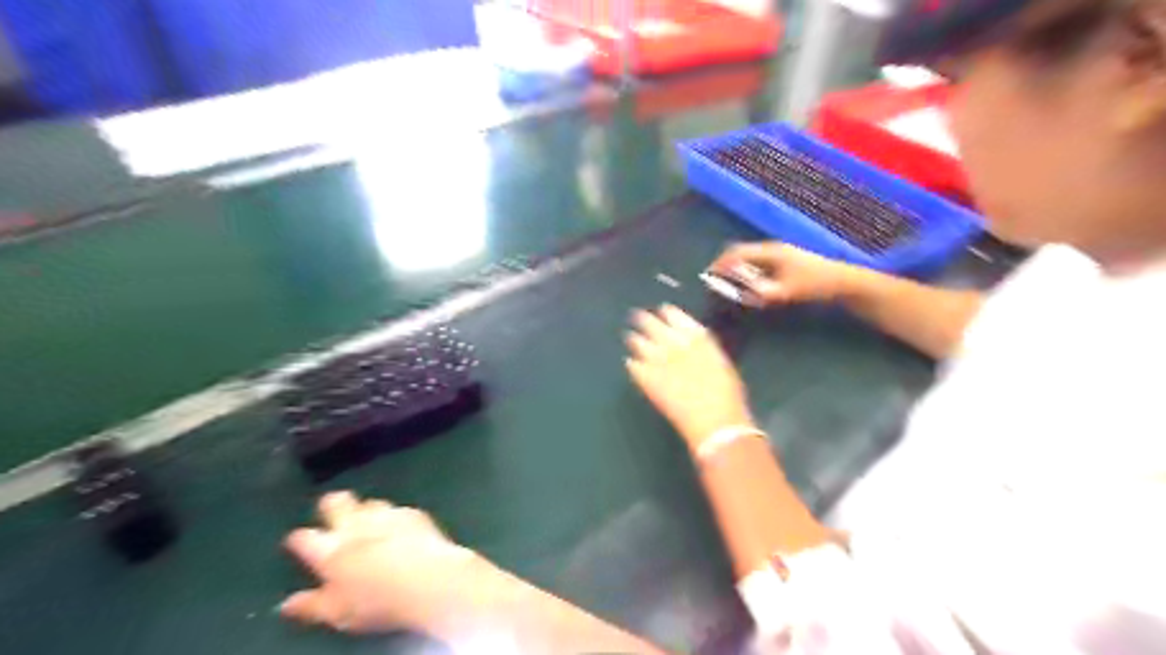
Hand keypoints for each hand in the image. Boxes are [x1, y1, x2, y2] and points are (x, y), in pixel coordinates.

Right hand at [280, 490, 480, 635]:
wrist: (429, 580)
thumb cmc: (378, 602)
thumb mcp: (338, 614)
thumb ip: (311, 606)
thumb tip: (287, 605)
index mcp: (331, 551)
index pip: (304, 538)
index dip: (298, 539)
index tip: (297, 541)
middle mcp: (356, 526)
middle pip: (337, 502)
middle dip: (332, 504)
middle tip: (333, 511)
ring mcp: (387, 515)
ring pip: (370, 503)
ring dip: (368, 511)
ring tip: (369, 522)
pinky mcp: (414, 514)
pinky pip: (399, 510)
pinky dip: (396, 518)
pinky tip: (400, 529)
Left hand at [628, 306, 757, 449]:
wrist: (715, 422)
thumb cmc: (728, 395)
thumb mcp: (720, 362)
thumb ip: (704, 348)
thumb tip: (692, 342)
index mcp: (697, 337)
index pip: (675, 315)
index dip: (667, 312)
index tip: (662, 309)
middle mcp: (674, 343)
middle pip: (652, 324)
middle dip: (643, 319)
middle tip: (636, 316)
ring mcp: (657, 361)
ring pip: (638, 342)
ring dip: (634, 338)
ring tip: (629, 336)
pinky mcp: (647, 379)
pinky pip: (633, 366)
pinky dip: (632, 363)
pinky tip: (630, 362)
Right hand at [707, 244, 859, 306]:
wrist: (844, 282)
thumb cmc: (816, 284)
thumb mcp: (788, 291)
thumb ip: (763, 293)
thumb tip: (741, 294)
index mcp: (770, 251)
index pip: (737, 252)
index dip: (720, 263)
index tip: (708, 276)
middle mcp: (772, 250)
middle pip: (741, 254)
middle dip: (726, 266)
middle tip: (715, 282)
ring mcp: (780, 255)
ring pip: (750, 260)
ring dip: (737, 271)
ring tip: (728, 286)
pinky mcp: (785, 264)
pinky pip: (759, 266)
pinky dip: (748, 274)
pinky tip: (749, 288)